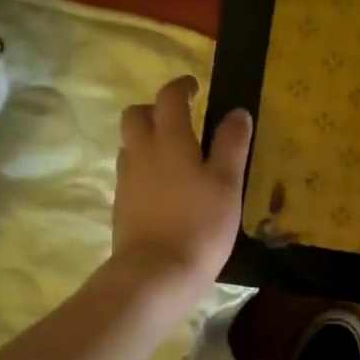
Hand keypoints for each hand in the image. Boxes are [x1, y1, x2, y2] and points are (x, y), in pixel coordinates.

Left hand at [112, 76, 251, 313]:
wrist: (156, 272)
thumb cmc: (200, 224)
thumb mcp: (227, 183)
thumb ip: (232, 145)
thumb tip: (237, 112)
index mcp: (170, 140)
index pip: (169, 98)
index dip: (182, 87)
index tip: (196, 88)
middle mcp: (141, 152)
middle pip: (137, 115)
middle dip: (156, 109)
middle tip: (180, 119)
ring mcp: (127, 179)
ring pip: (131, 143)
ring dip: (148, 137)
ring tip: (175, 154)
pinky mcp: (122, 204)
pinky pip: (130, 171)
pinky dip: (145, 166)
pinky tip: (165, 186)